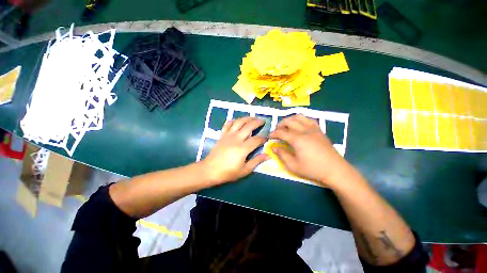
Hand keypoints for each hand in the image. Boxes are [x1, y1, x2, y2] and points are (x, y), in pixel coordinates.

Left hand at [202, 117, 268, 184]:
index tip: (267, 138)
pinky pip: (227, 124)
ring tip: (253, 118)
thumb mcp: (244, 170)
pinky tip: (237, 121)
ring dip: (247, 118)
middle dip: (257, 122)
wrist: (209, 170)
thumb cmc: (228, 172)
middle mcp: (236, 138)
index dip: (263, 138)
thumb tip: (268, 155)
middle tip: (263, 121)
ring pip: (239, 122)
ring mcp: (228, 135)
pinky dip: (233, 121)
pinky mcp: (222, 135)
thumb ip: (256, 161)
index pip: (257, 139)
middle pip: (249, 126)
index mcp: (243, 148)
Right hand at [269, 114, 347, 186]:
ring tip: (286, 126)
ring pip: (299, 117)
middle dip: (280, 124)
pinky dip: (301, 120)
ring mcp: (313, 129)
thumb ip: (282, 155)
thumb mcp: (293, 165)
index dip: (273, 133)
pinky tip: (299, 126)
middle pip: (289, 121)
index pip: (281, 132)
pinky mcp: (319, 130)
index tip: (269, 137)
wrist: (334, 170)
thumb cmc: (313, 169)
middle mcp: (305, 131)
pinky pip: (309, 119)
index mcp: (298, 139)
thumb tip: (273, 147)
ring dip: (290, 119)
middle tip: (277, 131)